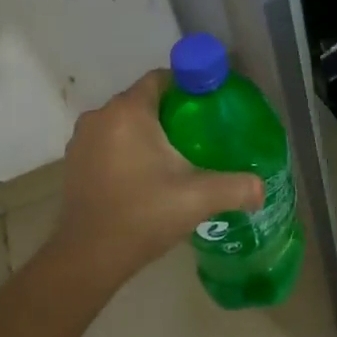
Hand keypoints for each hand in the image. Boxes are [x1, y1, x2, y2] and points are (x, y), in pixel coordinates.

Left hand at [58, 70, 263, 281]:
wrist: (87, 258)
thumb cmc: (142, 215)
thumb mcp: (198, 198)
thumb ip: (236, 187)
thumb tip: (261, 189)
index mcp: (128, 111)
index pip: (161, 78)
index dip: (187, 87)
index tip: (209, 106)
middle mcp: (101, 116)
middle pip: (144, 100)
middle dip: (171, 112)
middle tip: (200, 134)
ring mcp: (82, 140)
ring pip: (125, 122)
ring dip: (148, 133)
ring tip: (177, 156)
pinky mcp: (74, 162)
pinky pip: (109, 142)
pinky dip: (127, 149)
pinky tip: (146, 175)